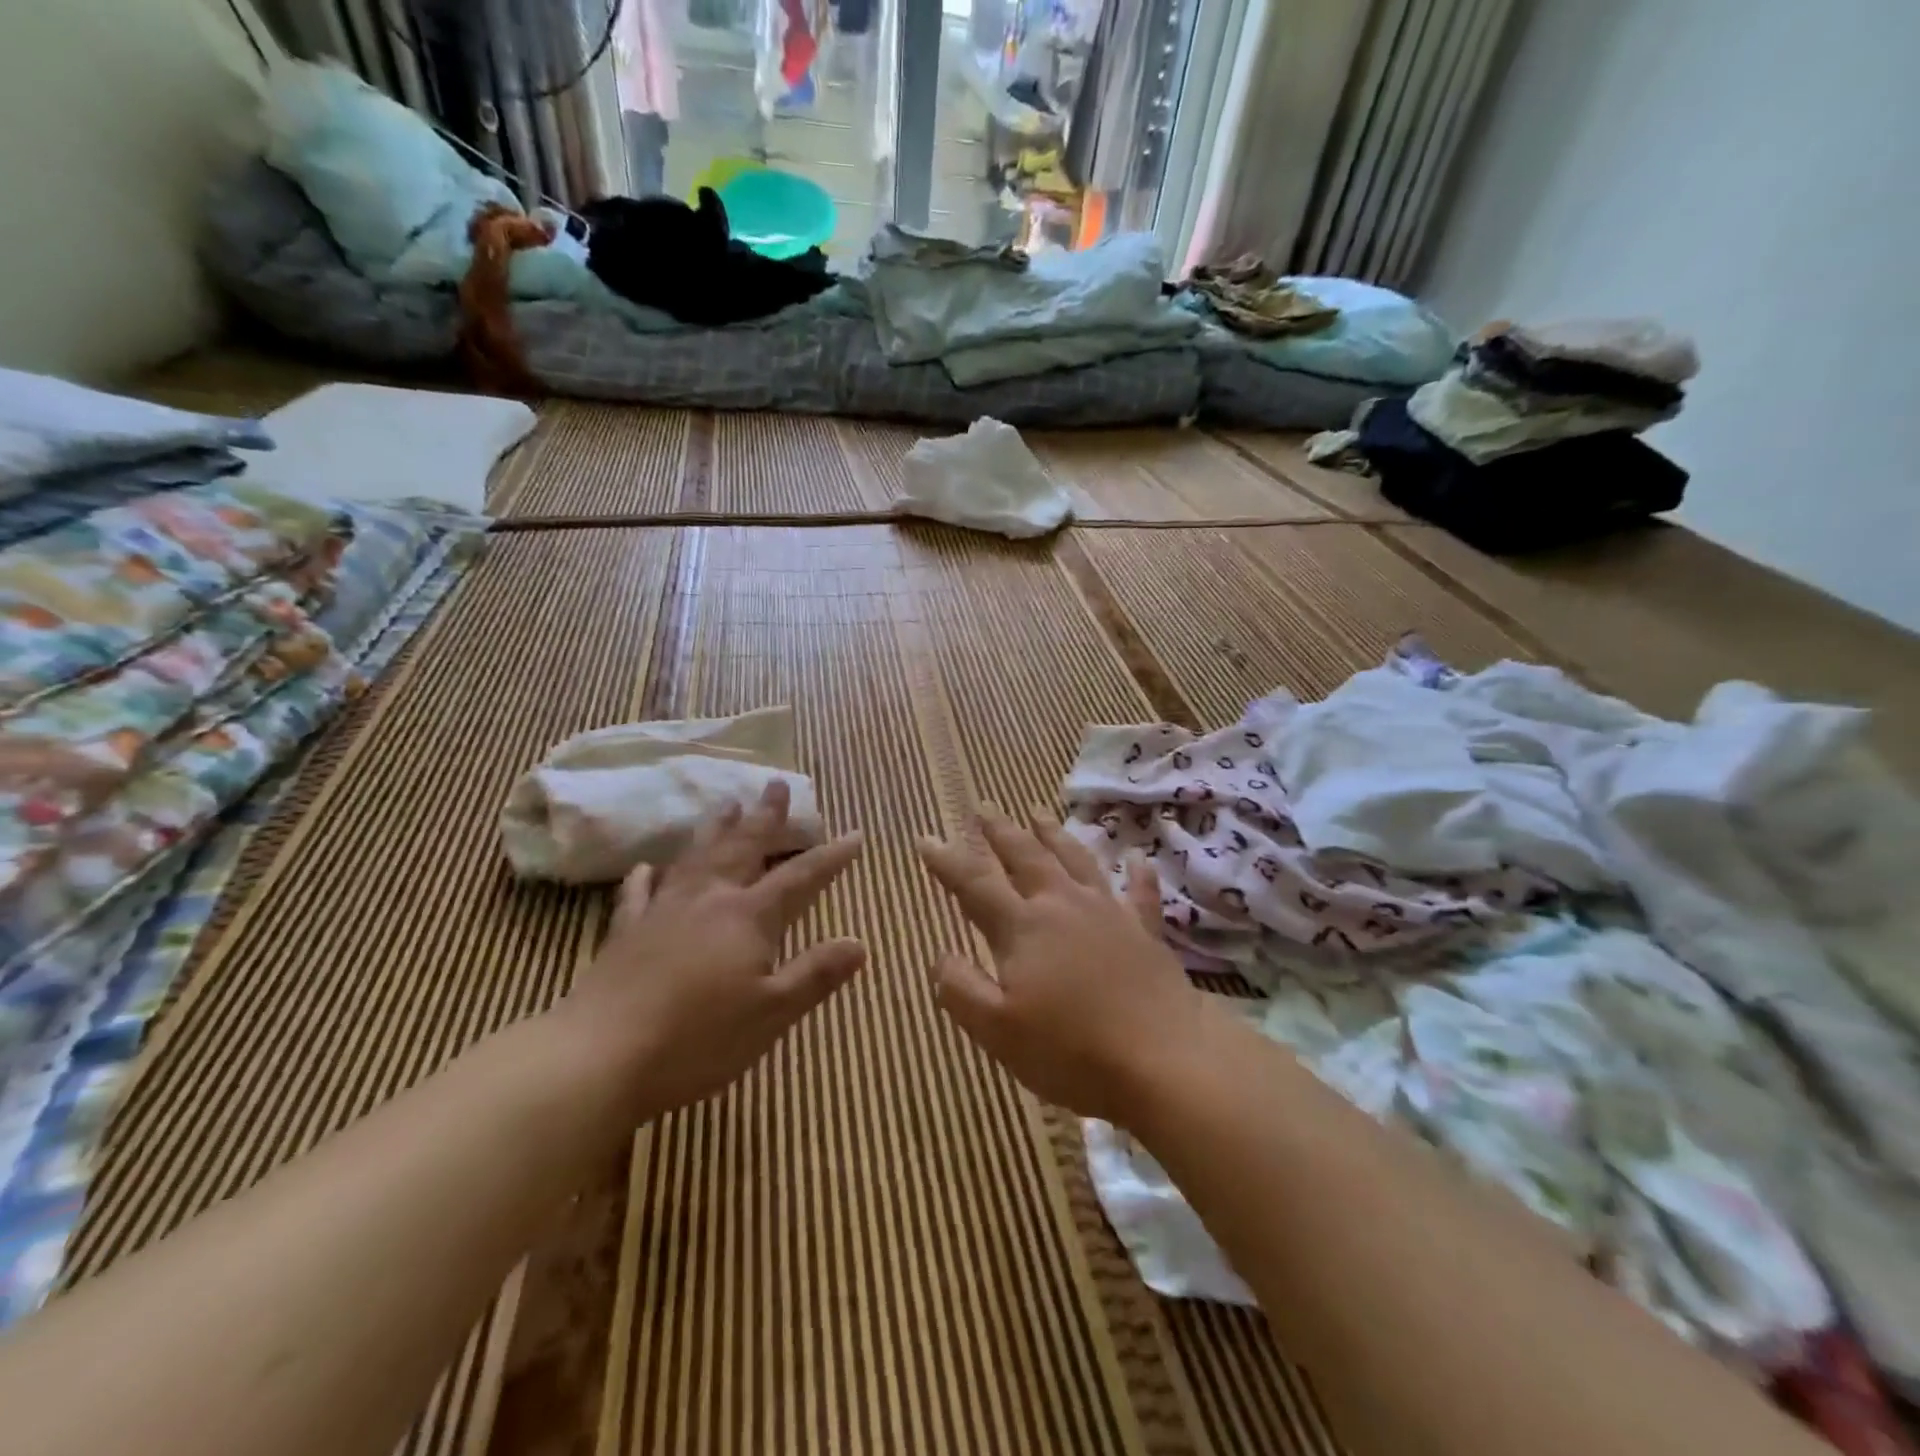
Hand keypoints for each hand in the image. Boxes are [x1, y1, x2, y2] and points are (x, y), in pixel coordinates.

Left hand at [557, 780, 865, 1120]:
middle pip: (744, 848)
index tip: (854, 834)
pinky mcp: (625, 933)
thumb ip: (816, 974)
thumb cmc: (698, 1040)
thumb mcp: (773, 1013)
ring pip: (696, 858)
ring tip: (726, 804)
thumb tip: (860, 943)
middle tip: (777, 784)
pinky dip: (644, 877)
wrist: (599, 1057)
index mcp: (749, 917)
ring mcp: (663, 912)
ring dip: (715, 829)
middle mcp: (709, 900)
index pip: (800, 877)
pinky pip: (638, 893)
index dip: (830, 856)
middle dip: (765, 817)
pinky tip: (645, 867)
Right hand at [916, 805, 1221, 1123]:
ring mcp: (1108, 913)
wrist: (1163, 1060)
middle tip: (984, 806)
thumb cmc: (1072, 1051)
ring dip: (1053, 834)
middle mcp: (1063, 905)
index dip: (947, 860)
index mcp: (1023, 927)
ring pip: (1075, 860)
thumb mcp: (998, 1031)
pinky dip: (1138, 874)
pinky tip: (1138, 858)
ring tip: (1037, 811)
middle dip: (1000, 830)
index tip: (926, 838)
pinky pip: (1140, 893)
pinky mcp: (1145, 931)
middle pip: (1026, 856)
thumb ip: (961, 989)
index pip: (975, 884)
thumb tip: (940, 956)